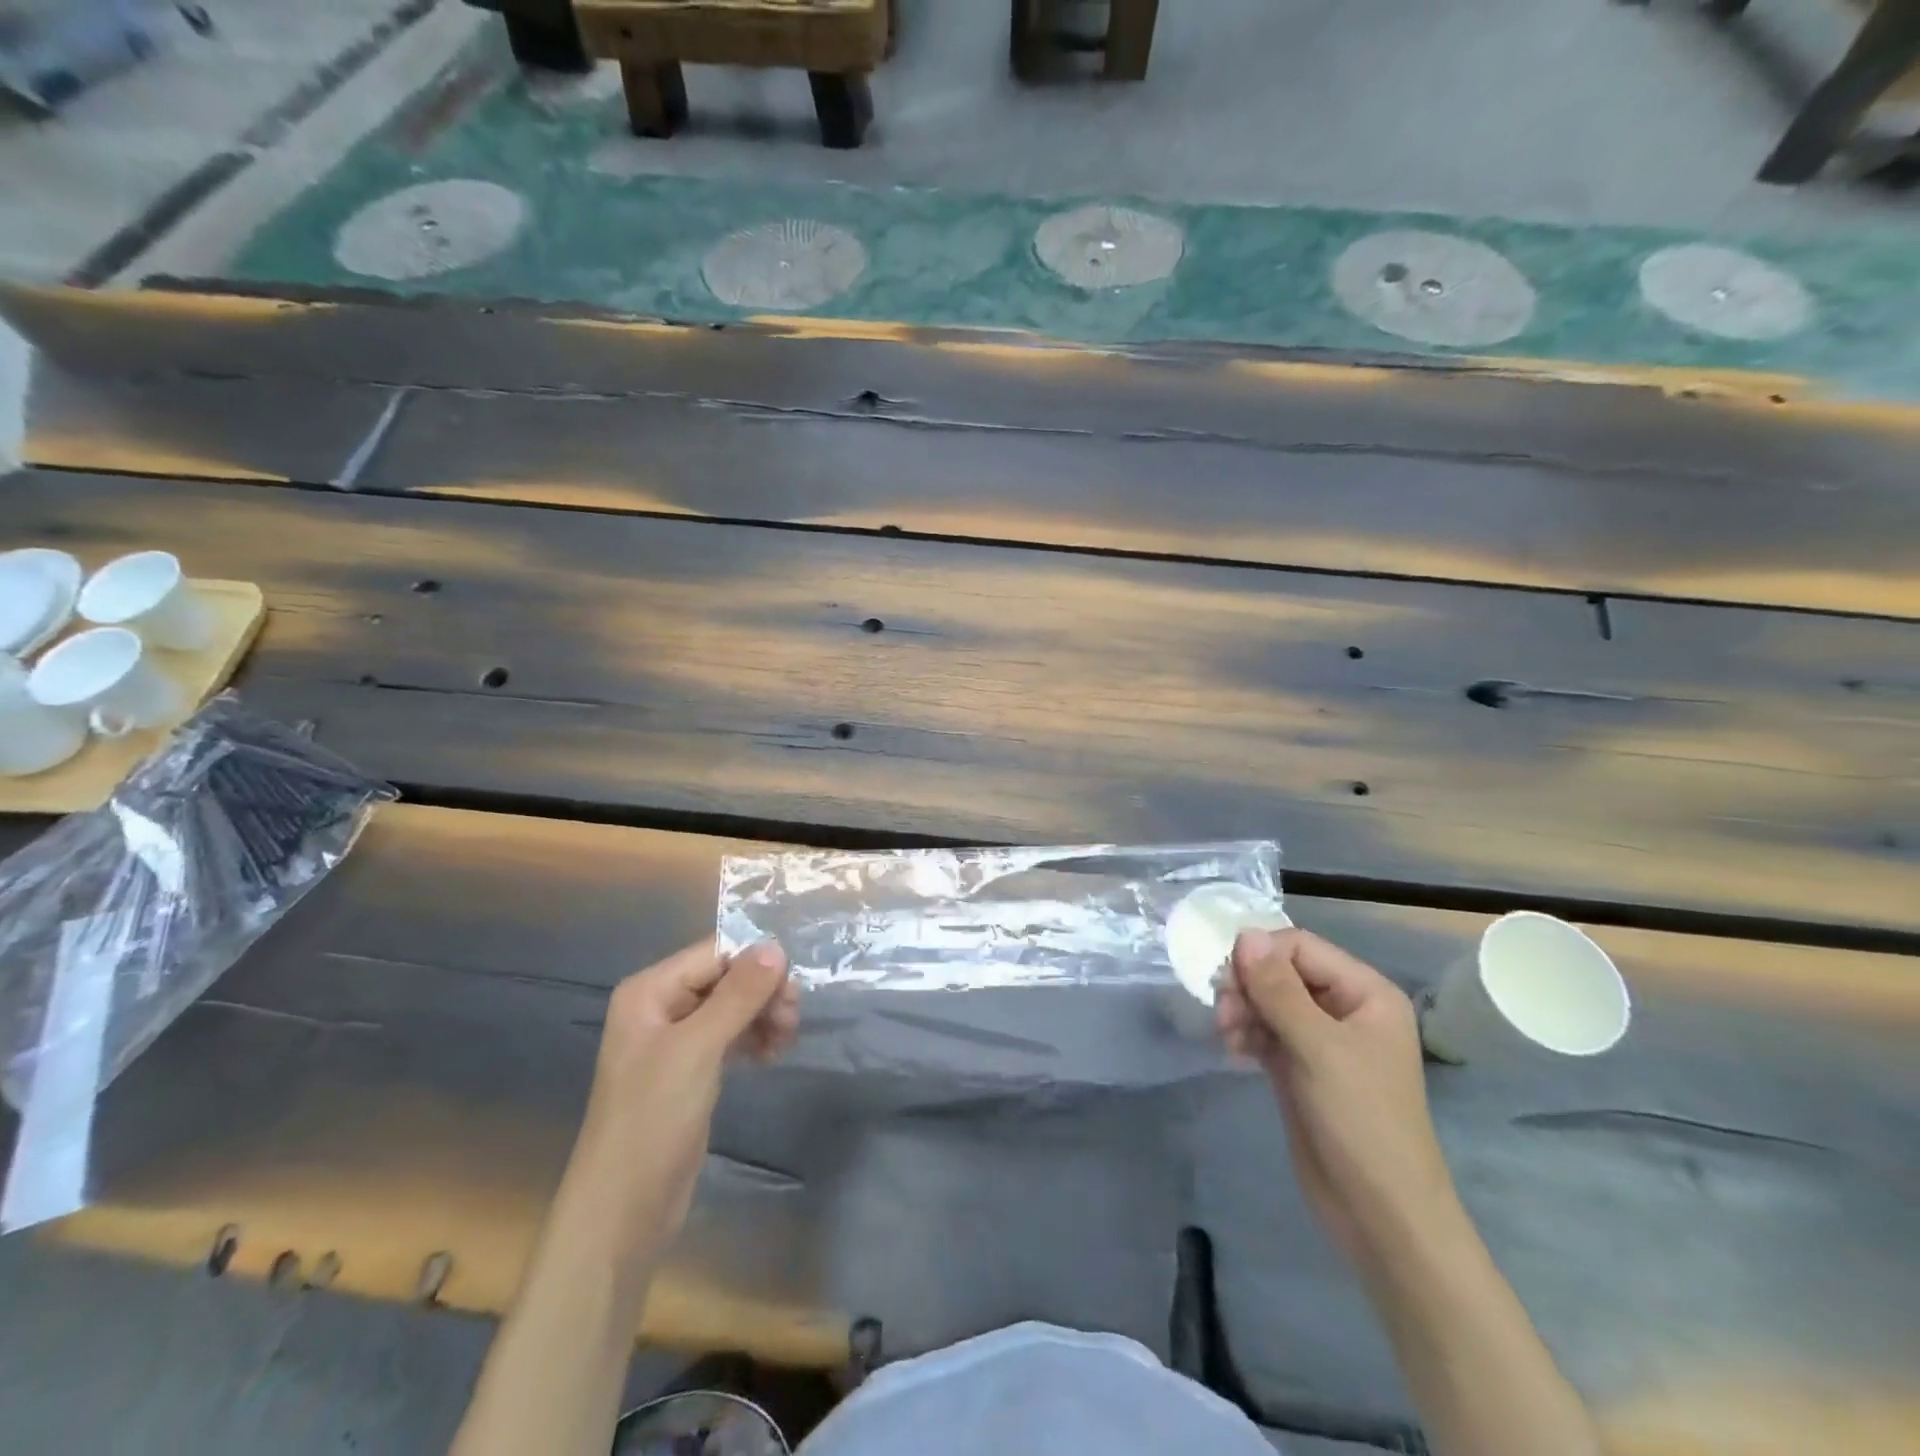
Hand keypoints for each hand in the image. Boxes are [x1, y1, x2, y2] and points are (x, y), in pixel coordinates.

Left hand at [559, 939, 797, 1276]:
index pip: (715, 953)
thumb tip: (776, 946)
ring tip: (786, 1039)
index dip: (756, 962)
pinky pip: (731, 1035)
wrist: (622, 1210)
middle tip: (792, 1019)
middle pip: (726, 977)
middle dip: (763, 991)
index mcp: (650, 990)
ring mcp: (676, 1040)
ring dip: (763, 1015)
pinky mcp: (691, 1070)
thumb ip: (738, 995)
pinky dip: (754, 1038)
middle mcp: (661, 1006)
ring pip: (733, 1006)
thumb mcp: (698, 1049)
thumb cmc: (653, 1119)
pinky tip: (771, 1055)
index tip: (793, 988)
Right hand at [1216, 928, 1453, 1258]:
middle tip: (1224, 1013)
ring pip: (1269, 1001)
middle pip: (1282, 971)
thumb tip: (1244, 934)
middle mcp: (1345, 1008)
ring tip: (1229, 1036)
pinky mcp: (1301, 1068)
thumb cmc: (1361, 1122)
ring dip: (1243, 1010)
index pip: (1300, 947)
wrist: (1381, 1216)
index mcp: (1365, 993)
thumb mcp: (1318, 1048)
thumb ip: (1278, 989)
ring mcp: (1322, 1041)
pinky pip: (1266, 1031)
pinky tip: (1235, 1051)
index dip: (1261, 955)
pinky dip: (1247, 1033)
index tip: (1227, 979)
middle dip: (1249, 985)